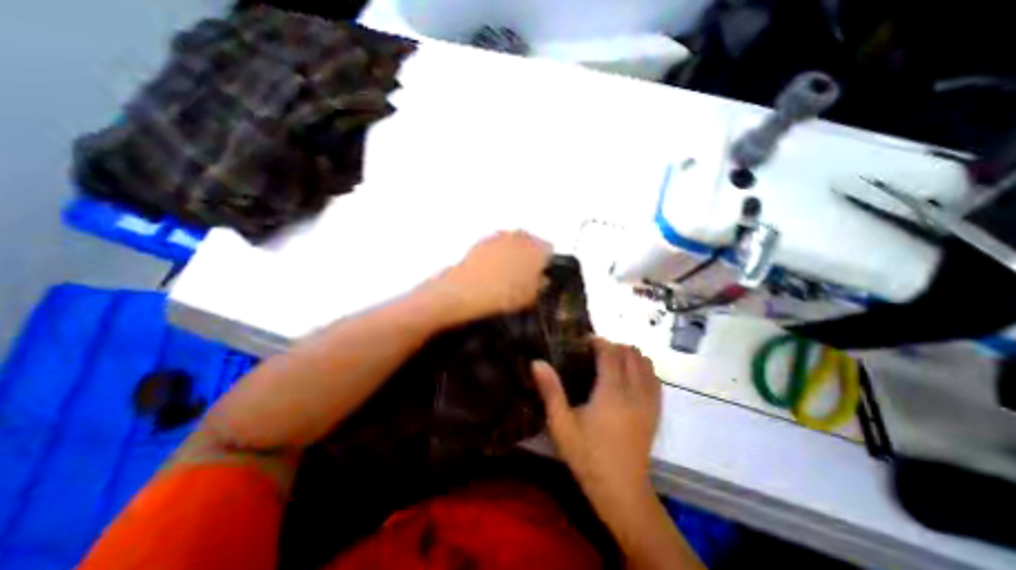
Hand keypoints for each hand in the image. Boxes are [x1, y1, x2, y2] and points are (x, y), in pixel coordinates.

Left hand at [430, 230, 552, 320]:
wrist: (465, 292)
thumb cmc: (503, 296)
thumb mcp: (529, 297)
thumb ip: (540, 285)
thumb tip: (542, 279)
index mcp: (537, 249)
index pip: (550, 250)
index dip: (547, 263)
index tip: (542, 275)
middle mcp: (520, 237)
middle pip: (532, 242)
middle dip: (531, 255)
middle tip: (526, 274)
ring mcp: (500, 236)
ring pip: (514, 242)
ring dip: (514, 252)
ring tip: (507, 273)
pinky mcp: (482, 240)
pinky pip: (497, 245)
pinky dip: (498, 253)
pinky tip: (492, 269)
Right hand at [535, 340, 663, 494]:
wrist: (622, 491)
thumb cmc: (587, 456)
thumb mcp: (561, 424)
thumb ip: (550, 390)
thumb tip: (537, 362)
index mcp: (612, 392)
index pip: (611, 352)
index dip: (598, 342)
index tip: (583, 342)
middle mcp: (635, 391)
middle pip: (630, 353)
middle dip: (612, 346)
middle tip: (593, 354)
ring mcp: (649, 401)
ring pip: (645, 363)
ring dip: (628, 356)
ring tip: (610, 363)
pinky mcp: (656, 411)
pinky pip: (655, 378)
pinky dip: (642, 369)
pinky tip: (628, 377)